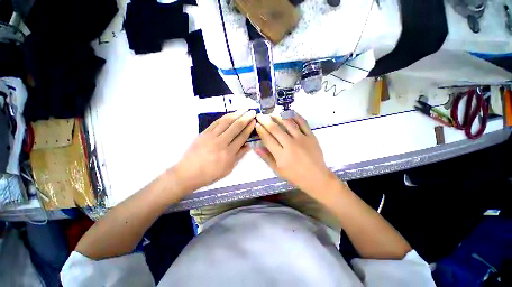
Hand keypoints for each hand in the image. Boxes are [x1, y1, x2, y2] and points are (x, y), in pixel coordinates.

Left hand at [173, 110, 255, 193]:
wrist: (188, 173)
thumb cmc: (210, 173)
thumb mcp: (228, 168)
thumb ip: (239, 156)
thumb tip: (248, 146)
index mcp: (229, 153)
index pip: (242, 137)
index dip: (249, 128)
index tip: (254, 121)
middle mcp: (221, 142)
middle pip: (236, 126)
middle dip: (246, 118)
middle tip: (252, 111)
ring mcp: (211, 136)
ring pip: (226, 122)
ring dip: (236, 114)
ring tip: (243, 110)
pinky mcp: (204, 133)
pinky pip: (215, 123)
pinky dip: (224, 117)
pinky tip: (229, 114)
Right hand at [254, 112, 336, 198]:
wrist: (316, 177)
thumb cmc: (295, 175)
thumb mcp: (278, 170)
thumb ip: (266, 158)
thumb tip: (256, 147)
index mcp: (281, 155)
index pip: (267, 139)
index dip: (260, 130)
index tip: (256, 124)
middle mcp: (290, 144)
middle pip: (275, 129)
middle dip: (265, 120)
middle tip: (260, 115)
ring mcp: (302, 139)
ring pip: (288, 123)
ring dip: (278, 116)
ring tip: (272, 113)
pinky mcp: (311, 136)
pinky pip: (303, 122)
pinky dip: (295, 116)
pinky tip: (289, 112)